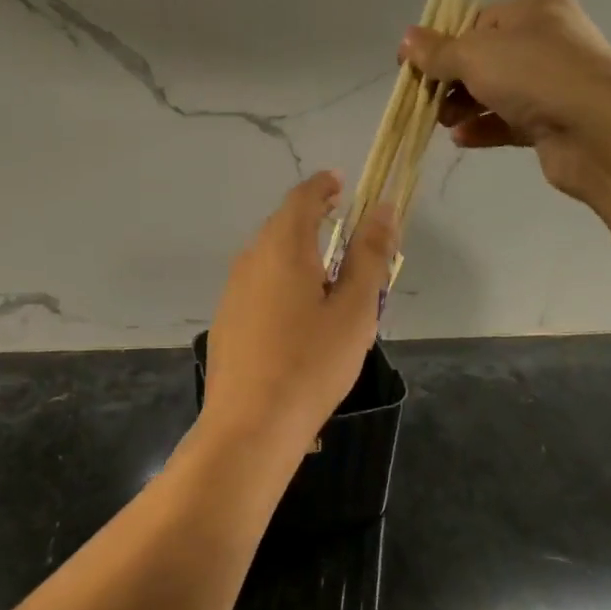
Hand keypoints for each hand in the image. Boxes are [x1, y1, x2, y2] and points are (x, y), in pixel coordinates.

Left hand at [202, 172, 398, 453]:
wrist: (250, 426)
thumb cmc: (312, 363)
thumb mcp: (355, 308)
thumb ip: (370, 255)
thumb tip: (383, 209)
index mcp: (282, 247)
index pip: (302, 198)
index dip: (323, 186)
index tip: (342, 183)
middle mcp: (251, 259)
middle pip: (283, 225)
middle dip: (313, 218)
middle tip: (344, 228)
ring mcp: (233, 290)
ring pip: (269, 256)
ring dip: (298, 252)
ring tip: (329, 274)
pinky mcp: (226, 320)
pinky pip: (259, 283)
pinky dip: (282, 279)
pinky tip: (298, 314)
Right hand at [399, 0, 610, 198]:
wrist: (597, 130)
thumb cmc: (533, 75)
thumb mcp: (474, 54)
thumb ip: (438, 50)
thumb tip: (406, 40)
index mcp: (535, 11)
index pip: (479, 21)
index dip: (444, 42)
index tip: (415, 66)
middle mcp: (549, 42)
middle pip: (486, 59)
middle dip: (452, 80)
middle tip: (427, 99)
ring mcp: (555, 84)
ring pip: (497, 92)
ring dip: (464, 106)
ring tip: (441, 121)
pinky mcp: (554, 122)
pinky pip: (509, 122)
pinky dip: (484, 128)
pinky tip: (461, 138)